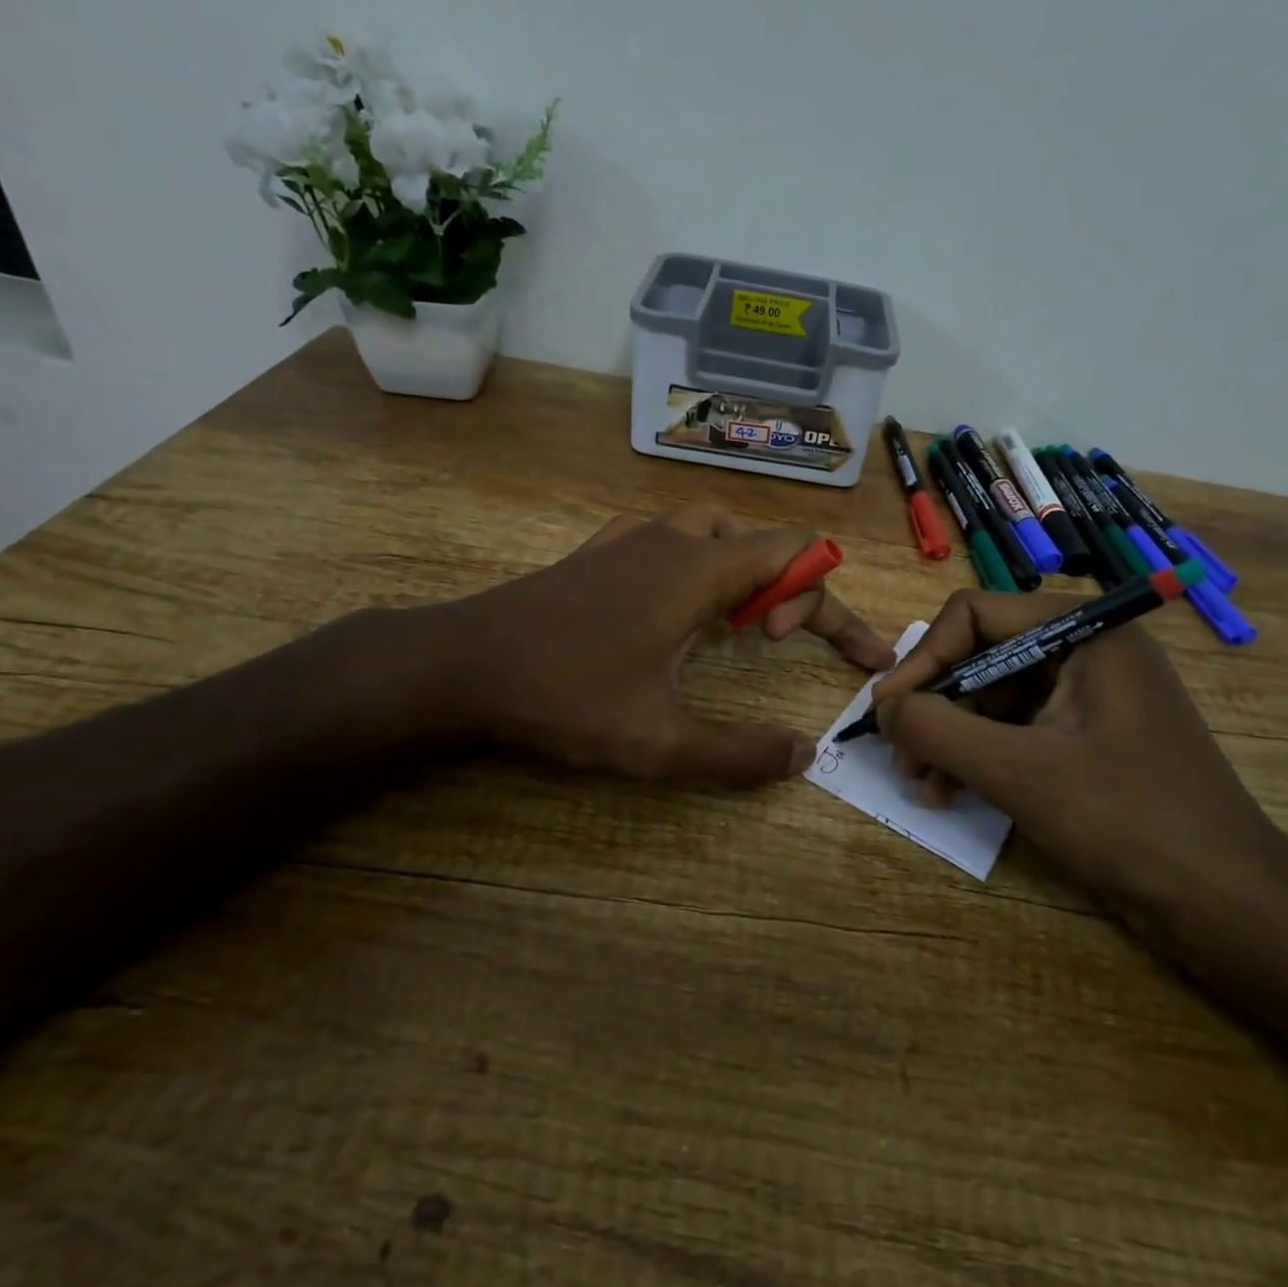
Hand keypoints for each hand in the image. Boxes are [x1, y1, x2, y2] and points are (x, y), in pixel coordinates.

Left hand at [397, 505, 894, 785]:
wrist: (459, 665)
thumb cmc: (563, 698)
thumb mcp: (658, 742)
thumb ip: (739, 753)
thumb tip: (803, 756)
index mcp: (699, 571)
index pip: (798, 552)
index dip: (827, 598)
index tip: (814, 651)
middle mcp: (672, 540)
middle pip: (761, 539)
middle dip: (790, 586)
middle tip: (771, 641)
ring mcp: (630, 539)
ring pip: (714, 530)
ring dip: (743, 568)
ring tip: (734, 620)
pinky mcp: (598, 551)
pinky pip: (669, 536)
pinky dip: (697, 560)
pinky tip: (676, 600)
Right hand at [872, 589, 1287, 930]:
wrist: (1230, 908)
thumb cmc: (1127, 821)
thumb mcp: (1017, 771)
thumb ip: (937, 729)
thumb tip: (882, 707)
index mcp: (1083, 631)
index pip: (974, 615)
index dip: (923, 659)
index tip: (887, 711)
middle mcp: (1086, 650)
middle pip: (980, 657)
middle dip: (936, 708)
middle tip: (902, 758)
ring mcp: (1090, 696)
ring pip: (993, 699)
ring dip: (951, 738)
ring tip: (922, 787)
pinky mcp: (1088, 739)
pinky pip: (1016, 731)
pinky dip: (981, 757)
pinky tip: (952, 794)